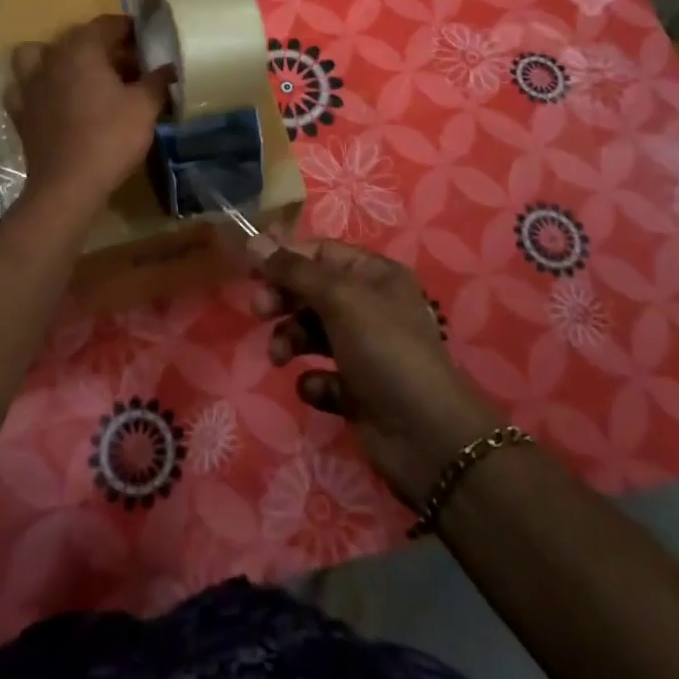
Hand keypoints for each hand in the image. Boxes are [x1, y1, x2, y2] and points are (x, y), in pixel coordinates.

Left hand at [6, 15, 172, 220]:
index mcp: (81, 49)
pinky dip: (39, 87)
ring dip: (61, 59)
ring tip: (83, 75)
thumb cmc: (110, 138)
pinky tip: (54, 99)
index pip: (107, 24)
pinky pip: (26, 87)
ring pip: (40, 55)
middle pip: (78, 39)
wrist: (68, 185)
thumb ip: (157, 81)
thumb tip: (170, 67)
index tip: (148, 41)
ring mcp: (30, 84)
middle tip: (130, 64)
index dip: (130, 29)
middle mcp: (51, 58)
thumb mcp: (145, 107)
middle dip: (104, 46)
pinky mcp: (21, 111)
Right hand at [254, 240, 504, 505]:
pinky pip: (323, 376)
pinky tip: (319, 388)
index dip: (286, 257)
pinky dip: (315, 381)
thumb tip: (253, 241)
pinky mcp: (357, 391)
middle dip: (284, 299)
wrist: (427, 436)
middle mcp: (371, 307)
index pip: (321, 252)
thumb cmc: (384, 349)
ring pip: (313, 332)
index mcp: (375, 275)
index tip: (252, 269)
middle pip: (313, 291)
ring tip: (281, 357)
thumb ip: (294, 270)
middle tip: (259, 310)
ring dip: (291, 339)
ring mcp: (364, 350)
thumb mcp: (339, 298)